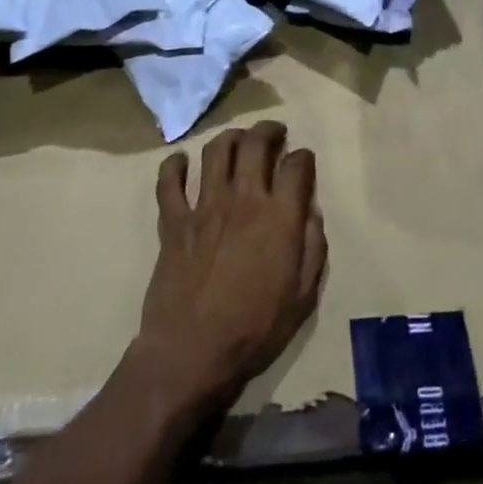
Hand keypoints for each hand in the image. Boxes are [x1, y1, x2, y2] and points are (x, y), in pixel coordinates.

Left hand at [134, 121, 325, 411]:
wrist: (192, 353)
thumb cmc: (255, 329)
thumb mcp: (303, 296)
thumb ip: (313, 247)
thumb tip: (311, 212)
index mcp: (279, 216)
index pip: (297, 165)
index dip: (304, 157)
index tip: (304, 162)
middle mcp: (244, 198)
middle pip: (256, 143)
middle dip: (269, 130)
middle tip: (274, 133)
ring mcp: (205, 206)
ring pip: (217, 150)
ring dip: (231, 137)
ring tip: (238, 140)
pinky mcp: (174, 221)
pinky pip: (169, 182)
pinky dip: (174, 166)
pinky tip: (181, 162)